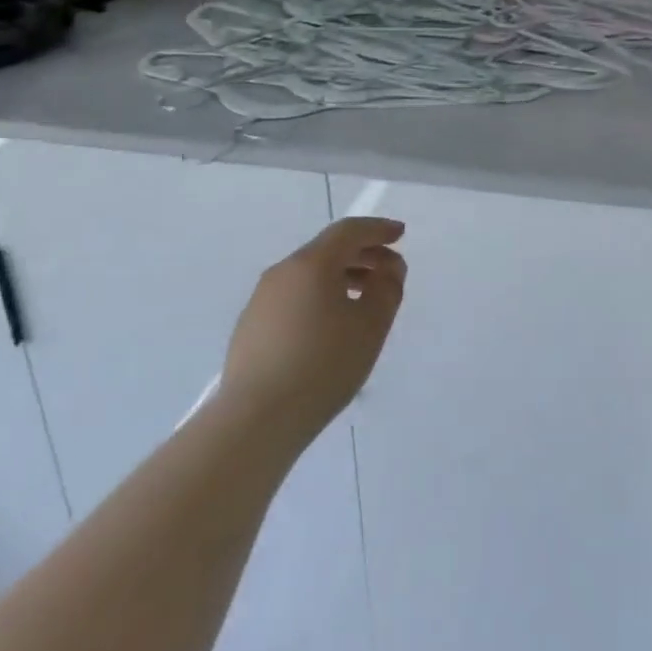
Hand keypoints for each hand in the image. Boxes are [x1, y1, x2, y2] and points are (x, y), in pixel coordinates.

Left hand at [220, 217, 407, 450]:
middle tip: (389, 271)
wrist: (255, 421)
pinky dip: (319, 297)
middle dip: (363, 254)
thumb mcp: (371, 325)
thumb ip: (387, 288)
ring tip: (364, 299)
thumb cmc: (323, 366)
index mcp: (311, 264)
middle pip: (328, 250)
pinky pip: (294, 297)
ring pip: (309, 275)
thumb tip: (388, 268)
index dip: (378, 229)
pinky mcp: (251, 327)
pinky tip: (331, 326)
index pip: (349, 231)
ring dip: (341, 277)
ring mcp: (261, 300)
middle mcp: (282, 272)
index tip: (400, 234)